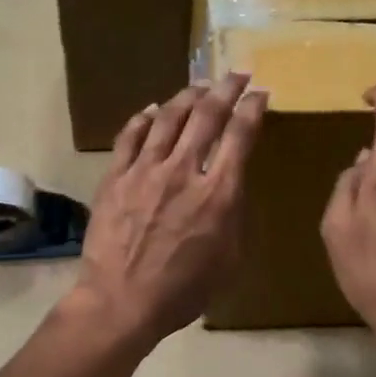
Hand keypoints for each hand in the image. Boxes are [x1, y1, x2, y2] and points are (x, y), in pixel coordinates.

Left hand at [69, 74, 266, 350]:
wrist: (121, 302)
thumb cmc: (183, 291)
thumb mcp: (230, 260)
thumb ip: (235, 215)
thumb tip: (233, 185)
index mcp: (218, 193)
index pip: (240, 135)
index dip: (252, 108)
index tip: (260, 93)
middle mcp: (183, 171)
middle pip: (207, 115)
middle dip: (226, 89)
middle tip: (236, 74)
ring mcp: (145, 170)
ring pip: (169, 119)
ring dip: (188, 96)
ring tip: (199, 85)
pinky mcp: (116, 177)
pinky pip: (130, 137)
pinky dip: (144, 119)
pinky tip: (153, 110)